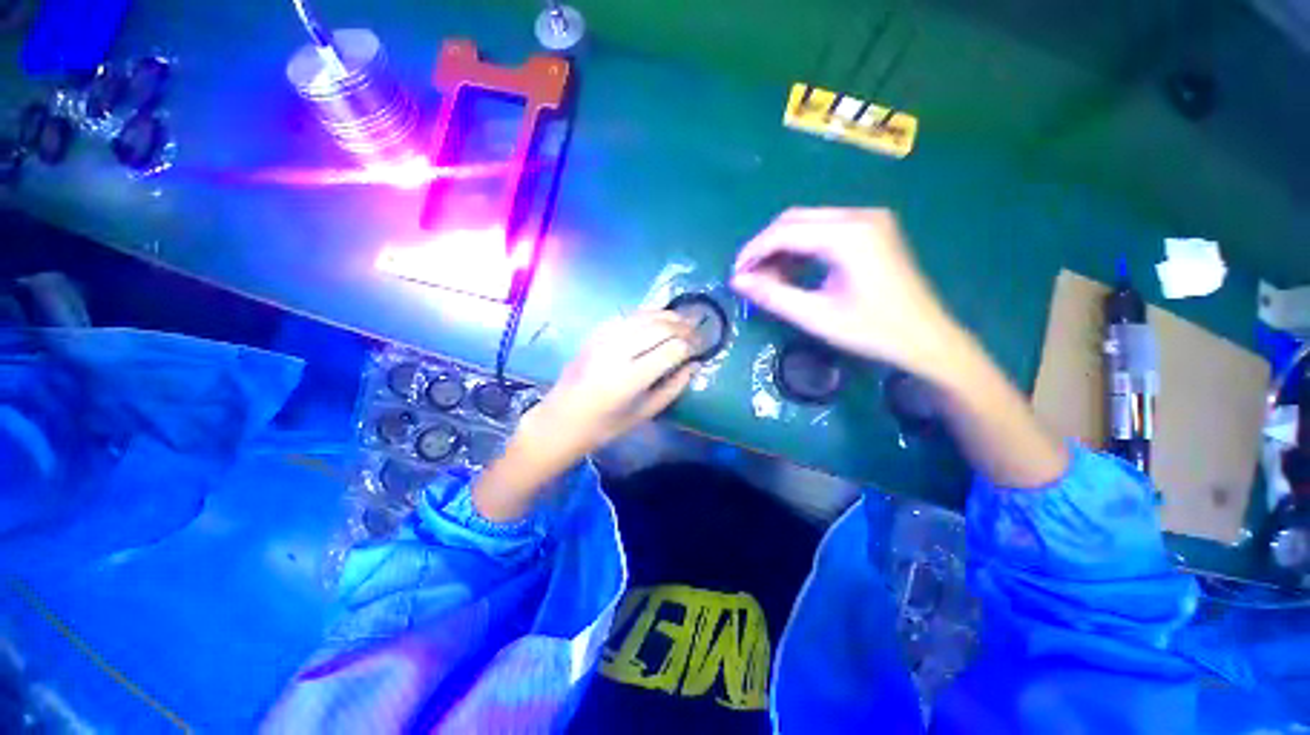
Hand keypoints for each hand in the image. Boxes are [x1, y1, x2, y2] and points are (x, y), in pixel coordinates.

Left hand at [528, 310, 697, 457]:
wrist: (561, 419)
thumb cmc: (606, 425)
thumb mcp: (645, 413)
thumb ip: (673, 387)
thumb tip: (695, 364)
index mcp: (630, 378)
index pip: (671, 349)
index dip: (692, 345)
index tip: (703, 346)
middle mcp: (617, 352)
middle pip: (659, 327)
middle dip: (683, 326)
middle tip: (697, 330)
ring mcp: (603, 339)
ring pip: (643, 316)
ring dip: (667, 315)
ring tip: (683, 320)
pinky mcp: (595, 334)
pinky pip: (626, 315)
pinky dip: (646, 313)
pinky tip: (658, 317)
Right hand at [730, 208, 965, 381]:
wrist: (927, 339)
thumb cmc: (873, 332)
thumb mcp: (816, 316)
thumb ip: (773, 296)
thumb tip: (736, 281)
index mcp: (849, 235)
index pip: (784, 232)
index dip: (753, 252)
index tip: (735, 275)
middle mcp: (860, 216)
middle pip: (794, 220)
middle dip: (765, 247)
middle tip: (749, 278)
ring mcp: (869, 220)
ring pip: (807, 223)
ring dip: (782, 248)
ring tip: (768, 279)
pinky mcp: (872, 230)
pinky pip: (824, 230)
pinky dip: (801, 248)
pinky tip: (793, 272)